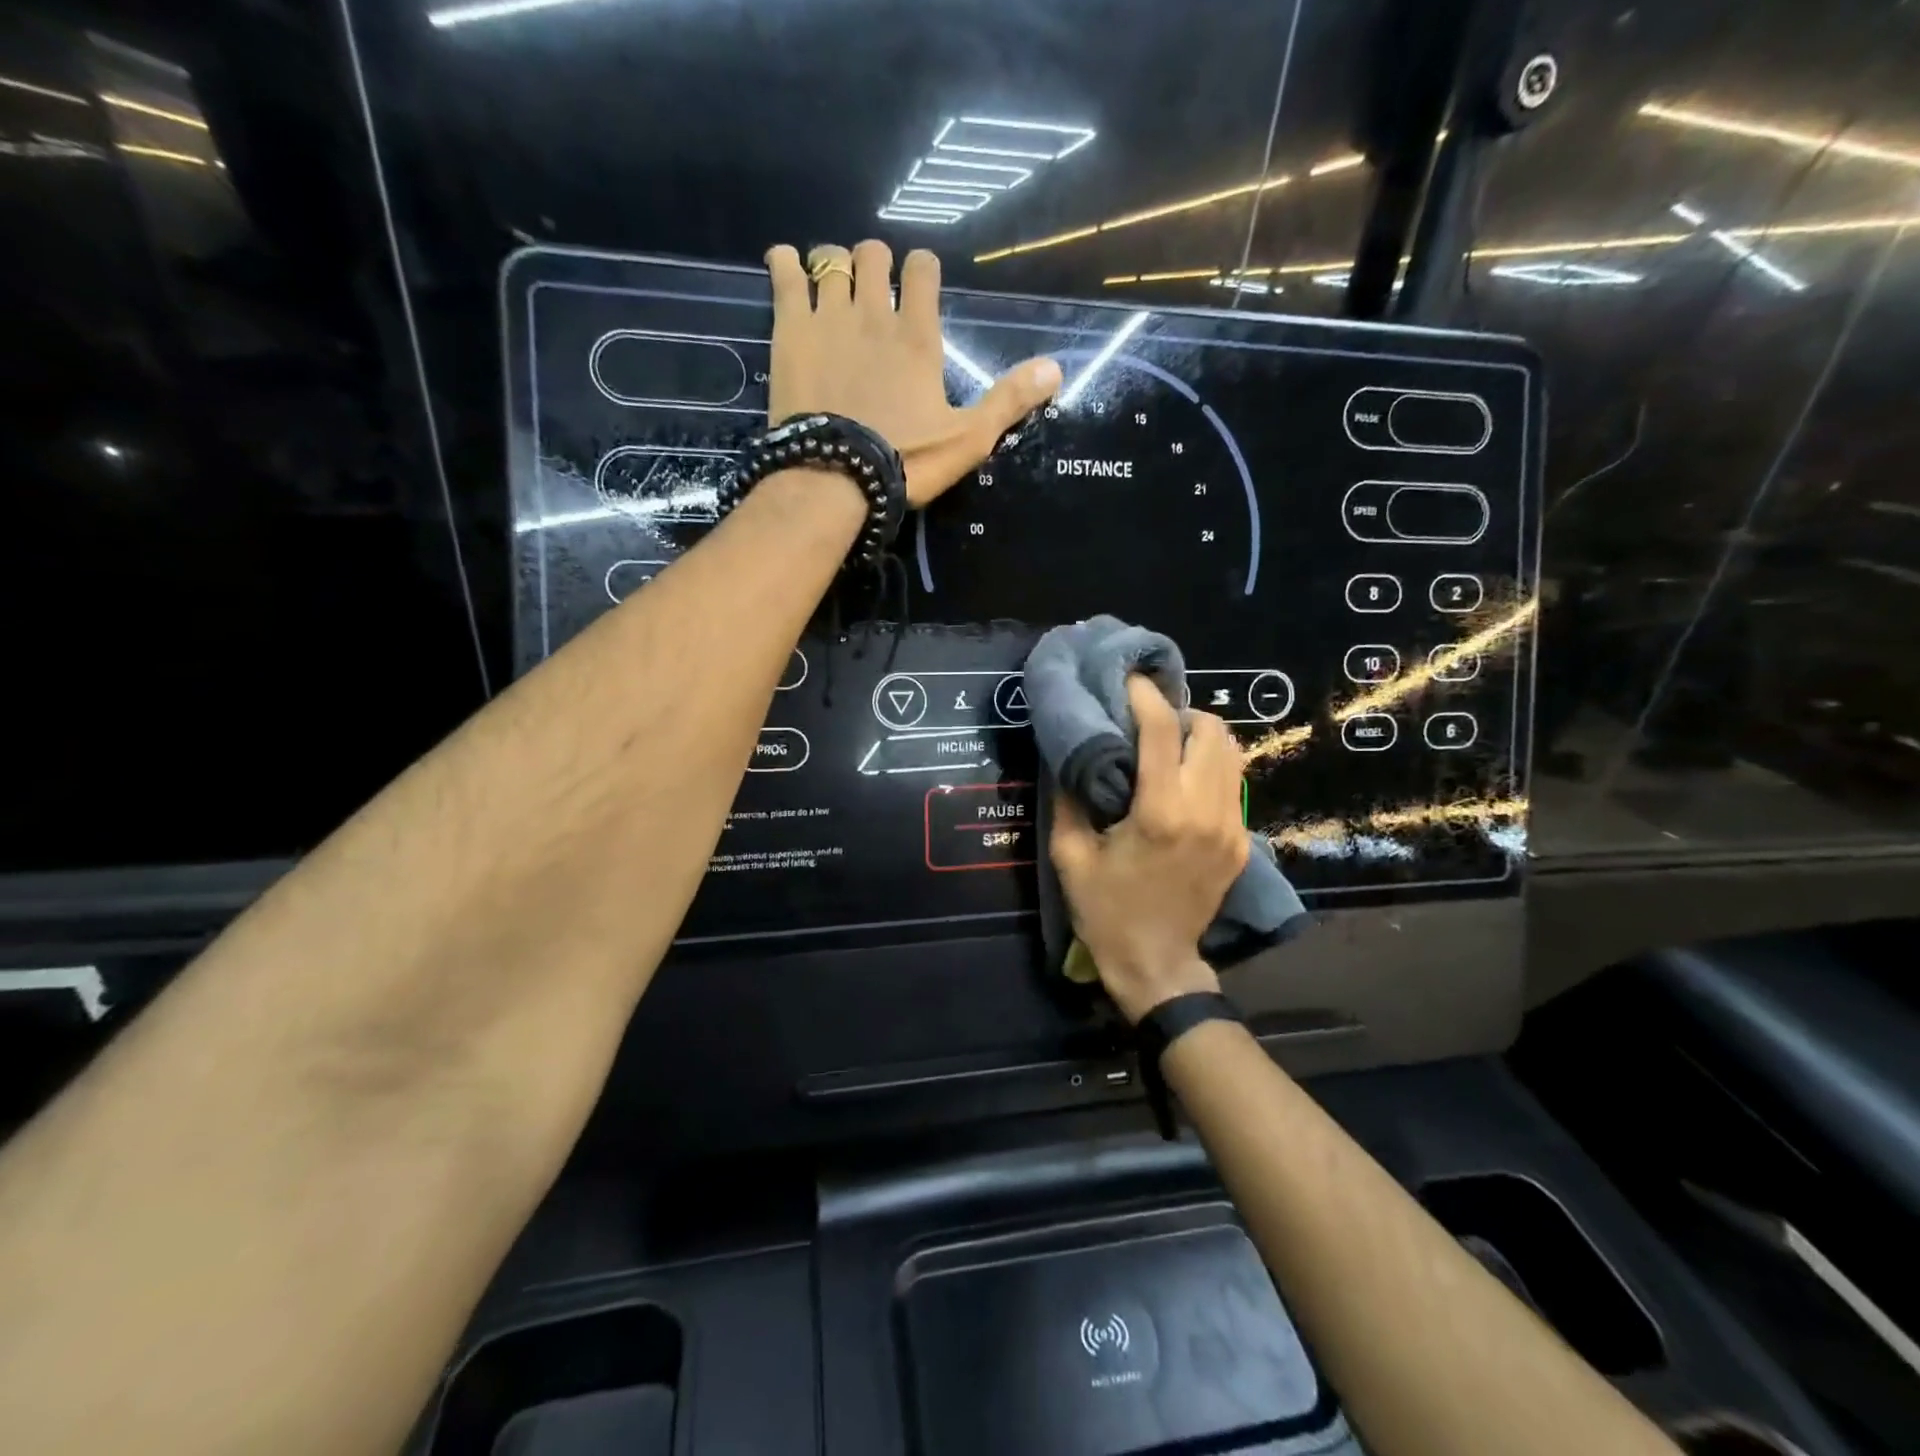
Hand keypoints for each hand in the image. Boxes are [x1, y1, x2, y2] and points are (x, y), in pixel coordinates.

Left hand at [764, 242, 1061, 505]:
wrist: (836, 478)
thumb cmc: (906, 462)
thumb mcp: (968, 440)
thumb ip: (1009, 401)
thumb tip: (1056, 368)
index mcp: (918, 336)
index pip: (922, 269)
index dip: (921, 270)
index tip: (918, 286)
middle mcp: (874, 313)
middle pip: (874, 254)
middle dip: (876, 264)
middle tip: (873, 292)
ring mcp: (829, 317)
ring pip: (832, 259)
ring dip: (837, 263)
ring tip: (835, 285)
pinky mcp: (790, 330)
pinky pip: (784, 273)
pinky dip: (785, 263)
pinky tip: (787, 266)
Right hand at [1049, 678, 1249, 1023]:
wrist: (1156, 964)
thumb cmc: (1106, 911)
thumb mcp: (1070, 855)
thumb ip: (1069, 798)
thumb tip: (1070, 754)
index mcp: (1160, 812)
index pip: (1162, 732)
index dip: (1145, 696)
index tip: (1128, 681)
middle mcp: (1205, 811)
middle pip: (1212, 731)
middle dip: (1181, 714)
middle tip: (1150, 722)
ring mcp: (1231, 828)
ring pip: (1232, 753)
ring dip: (1201, 738)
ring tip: (1170, 746)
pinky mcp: (1242, 842)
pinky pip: (1234, 785)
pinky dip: (1211, 768)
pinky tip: (1184, 782)